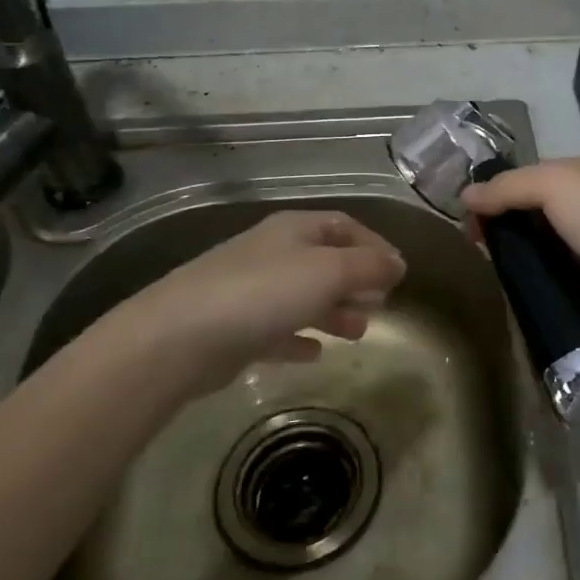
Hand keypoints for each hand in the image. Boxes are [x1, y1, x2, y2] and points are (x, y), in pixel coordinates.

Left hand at [77, 210, 407, 399]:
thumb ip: (369, 267)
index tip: (398, 272)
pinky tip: (315, 353)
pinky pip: (277, 330)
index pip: (343, 225)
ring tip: (359, 332)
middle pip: (324, 261)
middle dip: (356, 281)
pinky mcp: (235, 329)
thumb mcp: (329, 272)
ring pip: (303, 296)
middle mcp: (272, 253)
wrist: (180, 337)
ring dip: (334, 311)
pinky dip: (300, 337)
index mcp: (293, 230)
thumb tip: (398, 264)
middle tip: (381, 305)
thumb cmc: (264, 293)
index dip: (374, 244)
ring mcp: (250, 291)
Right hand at [461, 157, 579, 343]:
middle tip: (473, 240)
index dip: (499, 188)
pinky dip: (532, 274)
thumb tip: (465, 195)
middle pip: (535, 208)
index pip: (533, 174)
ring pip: (541, 241)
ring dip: (515, 250)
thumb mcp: (553, 185)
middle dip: (503, 220)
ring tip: (486, 262)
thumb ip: (508, 186)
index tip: (469, 211)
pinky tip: (511, 282)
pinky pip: (552, 271)